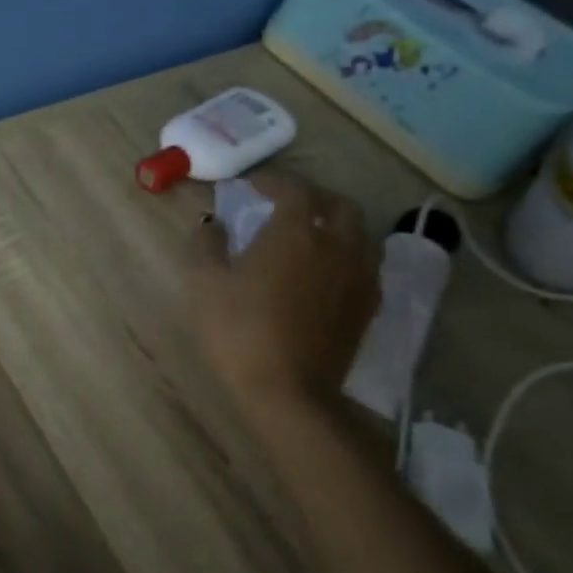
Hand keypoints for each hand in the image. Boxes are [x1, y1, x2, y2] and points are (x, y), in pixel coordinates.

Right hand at [191, 171, 379, 414]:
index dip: (274, 181)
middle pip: (338, 205)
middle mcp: (336, 246)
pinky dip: (346, 252)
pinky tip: (326, 269)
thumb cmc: (238, 331)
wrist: (288, 391)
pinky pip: (365, 263)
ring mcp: (359, 277)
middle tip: (286, 203)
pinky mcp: (367, 306)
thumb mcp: (205, 284)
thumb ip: (207, 244)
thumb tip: (213, 224)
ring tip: (311, 233)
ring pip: (359, 233)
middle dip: (313, 196)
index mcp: (295, 233)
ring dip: (335, 223)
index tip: (253, 185)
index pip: (294, 190)